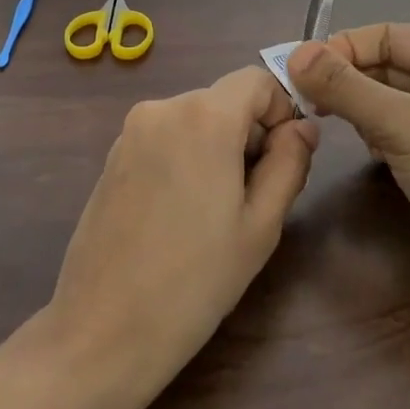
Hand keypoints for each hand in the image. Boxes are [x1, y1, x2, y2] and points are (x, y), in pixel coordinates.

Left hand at [44, 68, 318, 405]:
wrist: (105, 327)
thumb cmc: (196, 280)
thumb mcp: (260, 225)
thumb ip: (289, 163)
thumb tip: (304, 128)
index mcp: (203, 116)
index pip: (256, 81)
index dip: (281, 111)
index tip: (286, 159)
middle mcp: (162, 108)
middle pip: (224, 101)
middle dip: (249, 135)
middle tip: (256, 198)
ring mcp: (130, 131)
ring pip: (194, 120)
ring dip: (217, 149)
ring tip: (216, 213)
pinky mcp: (112, 156)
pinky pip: (164, 138)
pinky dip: (185, 158)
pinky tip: (180, 214)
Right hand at [288, 25, 409, 311]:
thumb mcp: (403, 127)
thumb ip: (347, 88)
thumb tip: (294, 53)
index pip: (387, 35)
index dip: (342, 48)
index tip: (299, 73)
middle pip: (387, 64)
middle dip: (347, 79)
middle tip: (304, 101)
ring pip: (389, 97)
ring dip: (358, 106)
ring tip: (329, 123)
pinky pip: (398, 127)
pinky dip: (375, 132)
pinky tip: (367, 150)